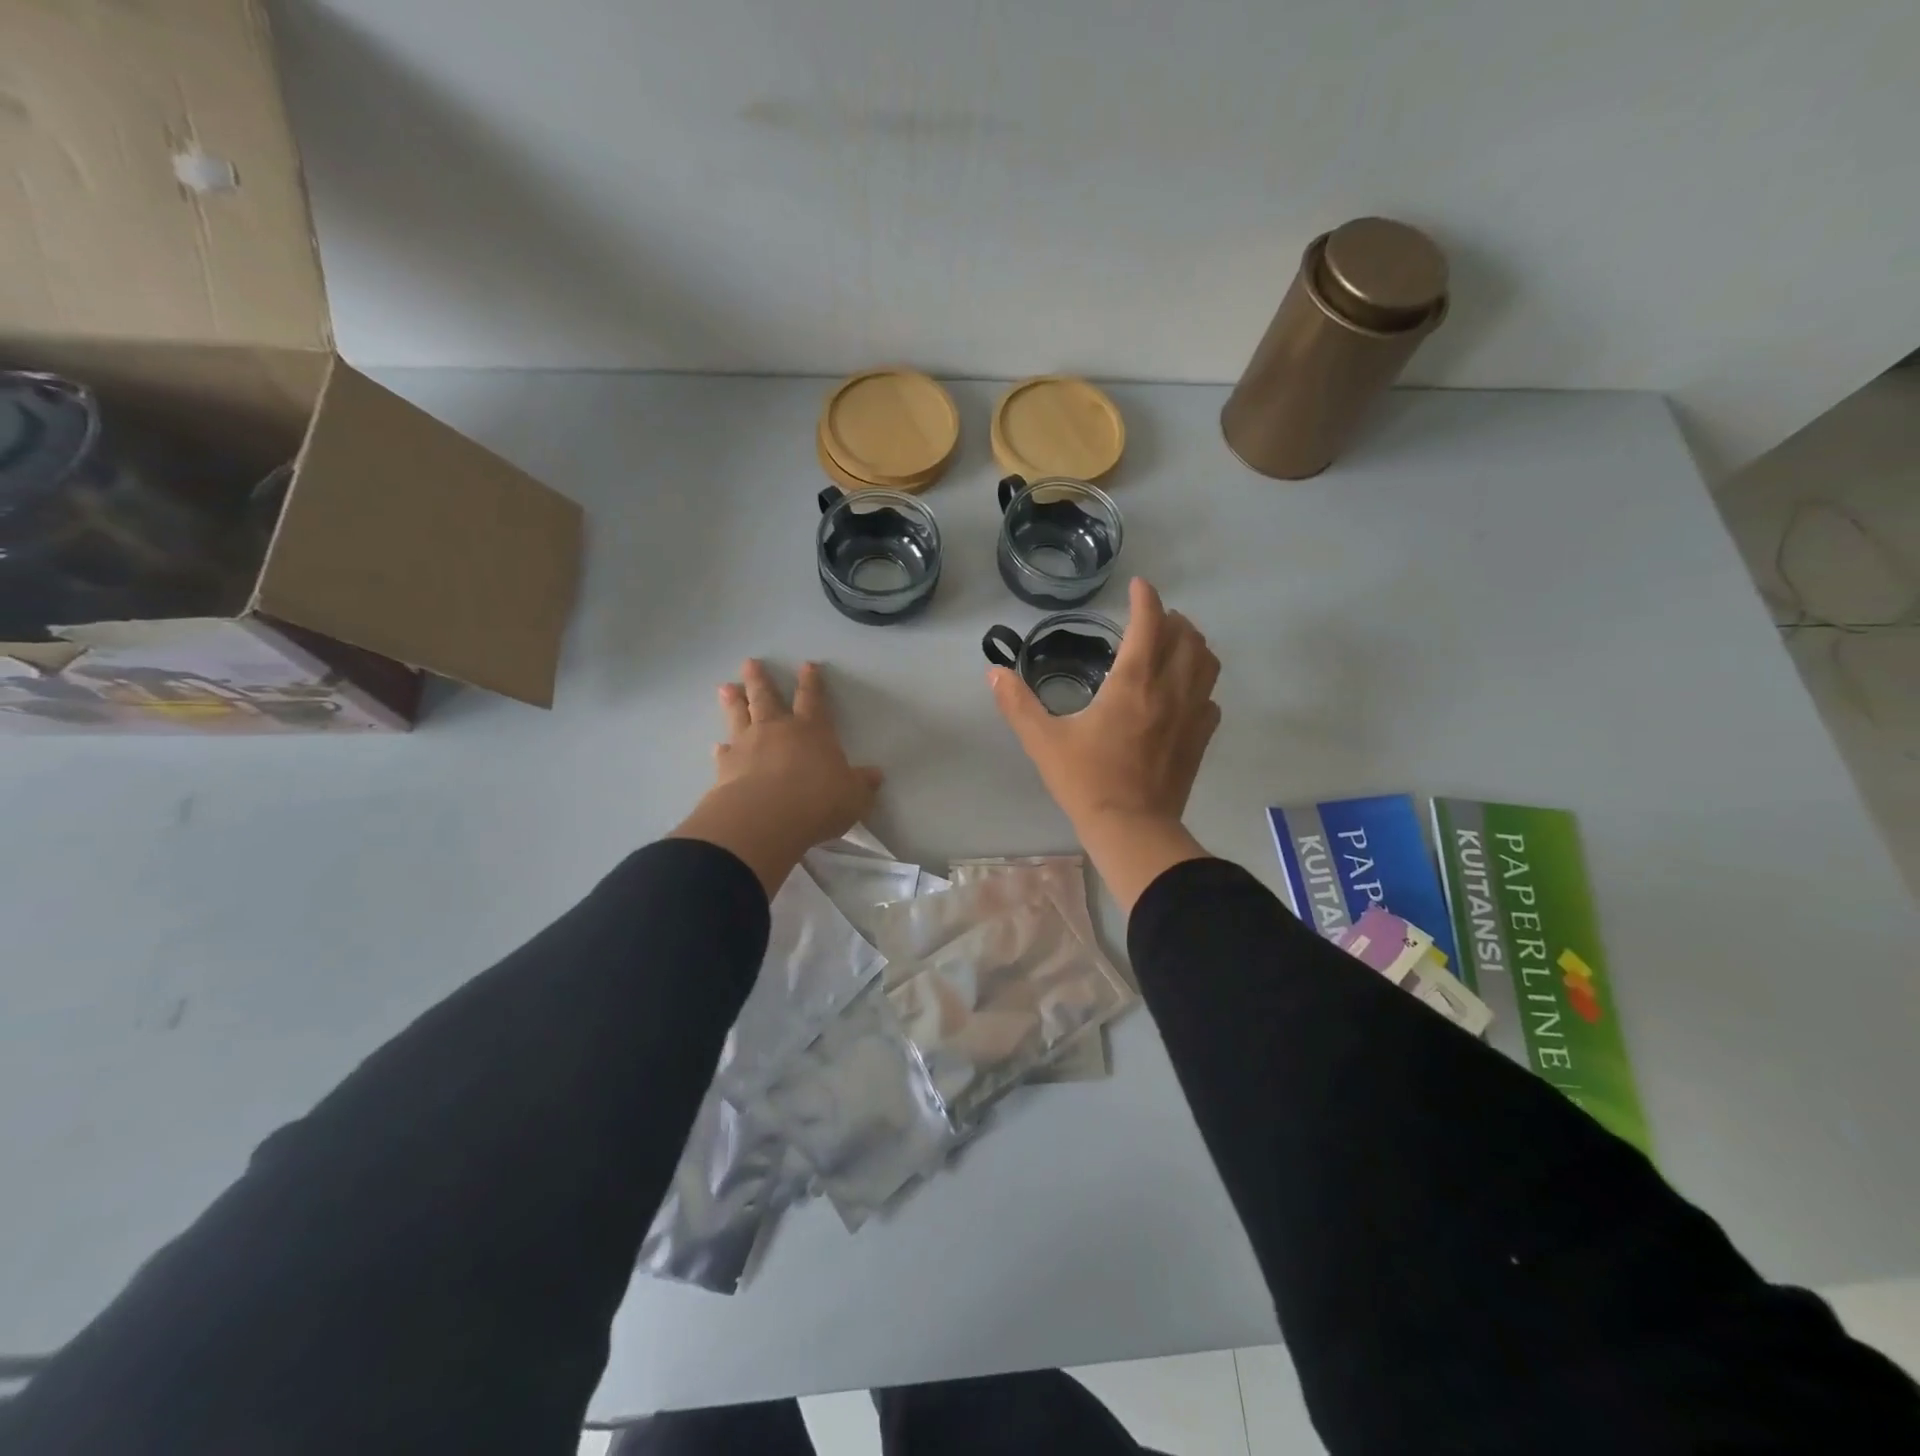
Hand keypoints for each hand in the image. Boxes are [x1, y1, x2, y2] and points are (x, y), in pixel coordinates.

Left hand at [673, 661, 881, 893]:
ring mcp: (748, 746)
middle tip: (750, 663)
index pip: (813, 700)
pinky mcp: (726, 768)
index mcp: (812, 731)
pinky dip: (721, 748)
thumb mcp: (853, 796)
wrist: (765, 819)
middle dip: (760, 680)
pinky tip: (717, 746)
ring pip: (740, 716)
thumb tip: (875, 775)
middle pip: (767, 698)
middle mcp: (778, 731)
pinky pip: (724, 753)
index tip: (807, 666)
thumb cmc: (817, 802)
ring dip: (734, 701)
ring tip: (726, 687)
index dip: (811, 683)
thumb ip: (862, 784)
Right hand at [989, 578, 1220, 910]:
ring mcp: (1191, 714)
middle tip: (1151, 619)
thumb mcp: (1043, 741)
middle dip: (1171, 619)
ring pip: (1206, 663)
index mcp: (1133, 682)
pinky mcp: (1200, 738)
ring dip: (1193, 645)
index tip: (1138, 586)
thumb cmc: (1086, 780)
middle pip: (1186, 636)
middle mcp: (1170, 689)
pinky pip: (1210, 698)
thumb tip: (994, 672)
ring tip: (1174, 645)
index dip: (1145, 598)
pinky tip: (1184, 693)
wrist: (1132, 829)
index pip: (1149, 623)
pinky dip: (1200, 684)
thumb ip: (1017, 703)